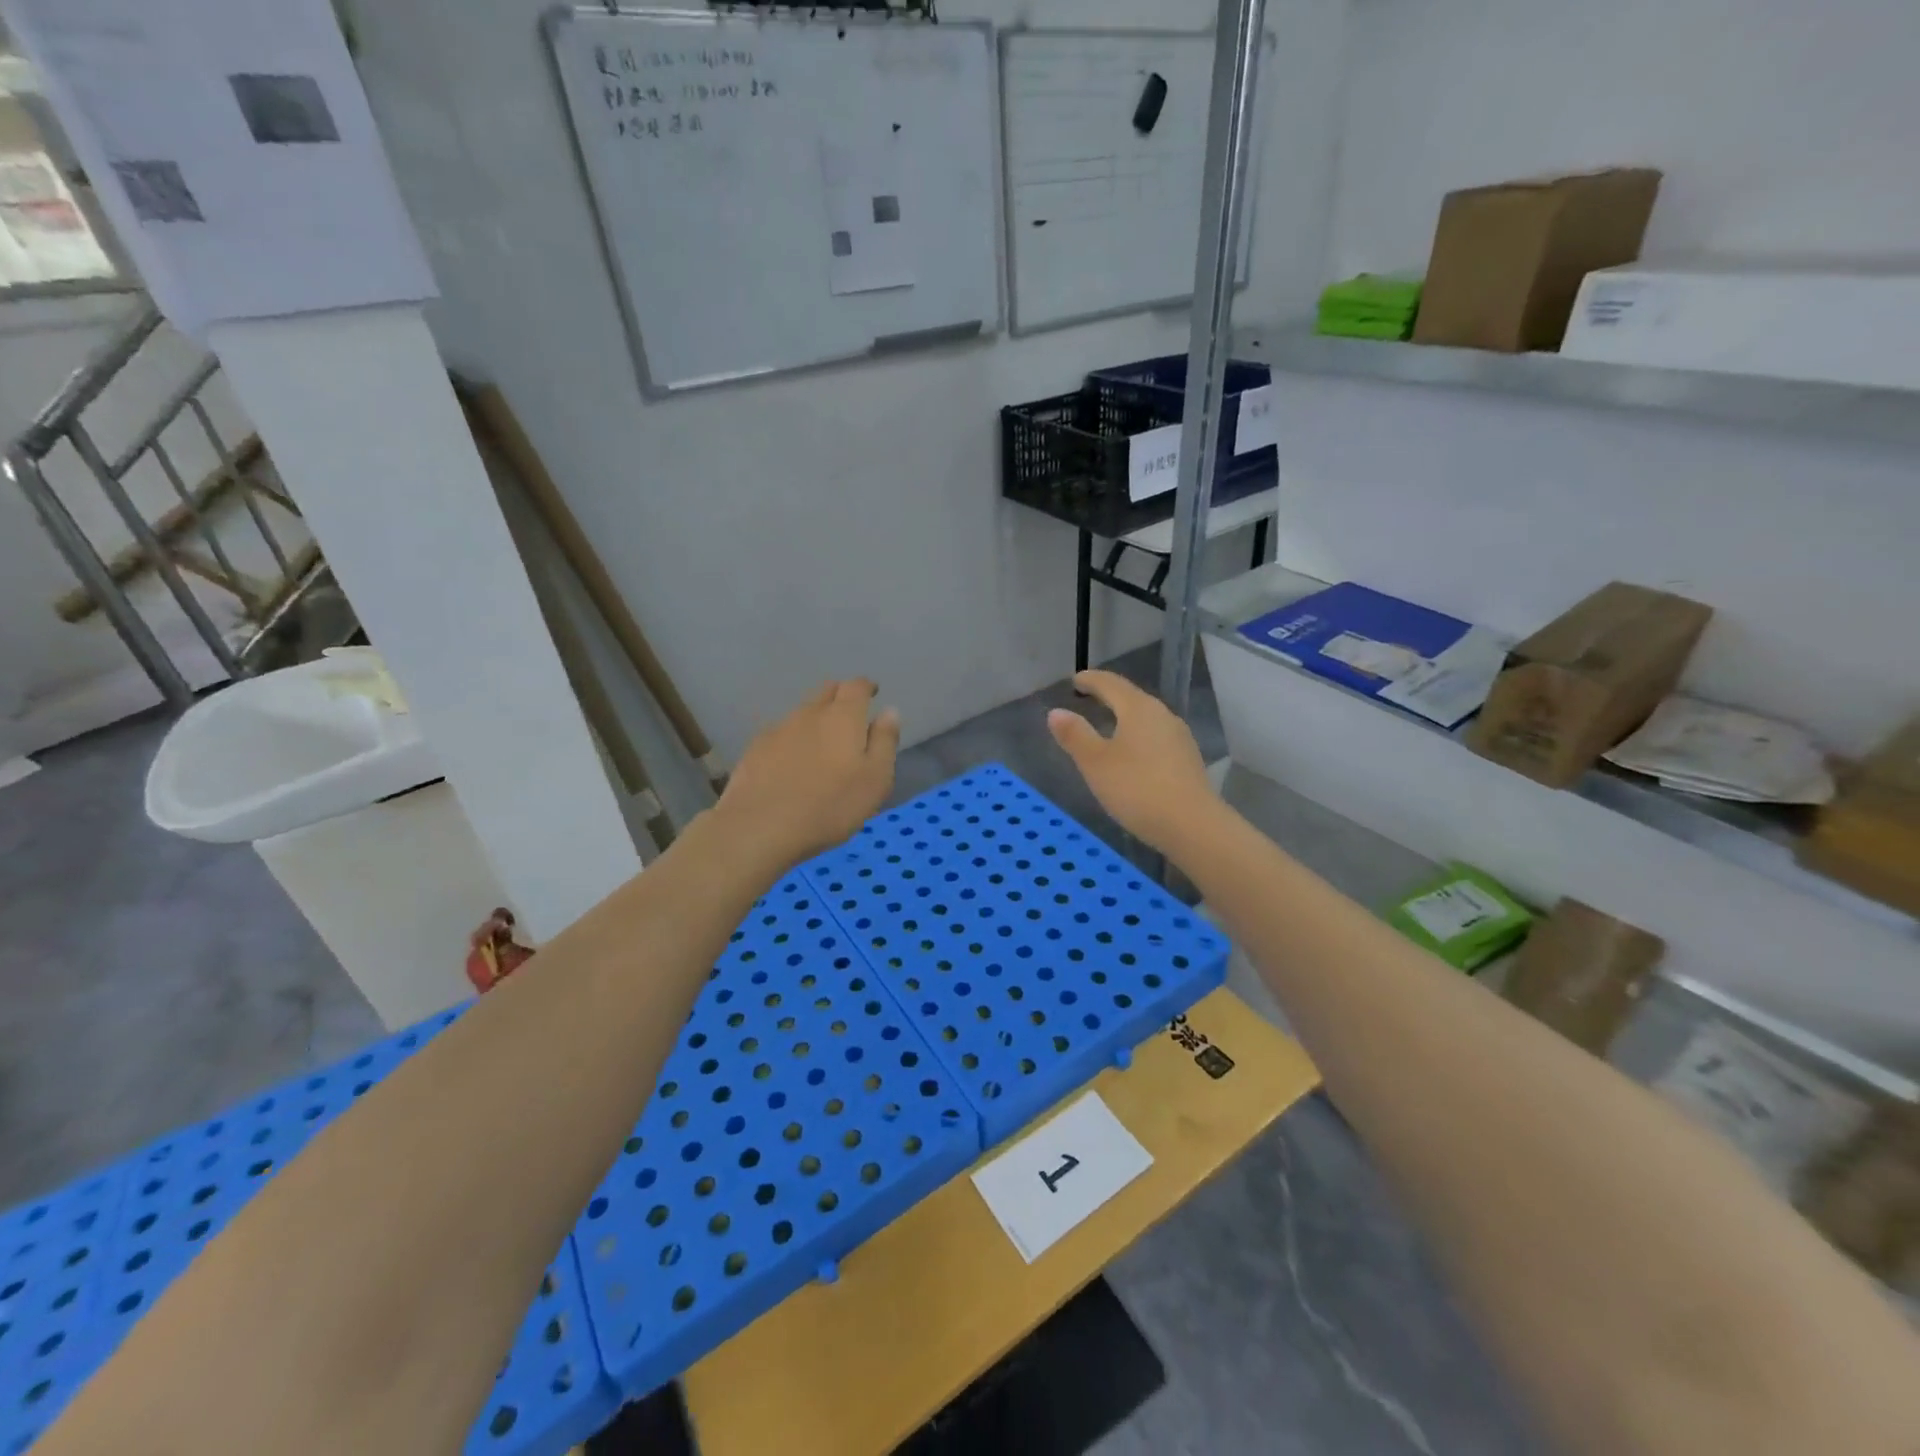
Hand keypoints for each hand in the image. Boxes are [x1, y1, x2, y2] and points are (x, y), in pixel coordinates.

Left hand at [715, 679, 899, 868]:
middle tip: (850, 715)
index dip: (866, 687)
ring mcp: (778, 730)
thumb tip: (889, 712)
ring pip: (802, 713)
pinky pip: (780, 734)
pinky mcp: (755, 749)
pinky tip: (791, 763)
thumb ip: (884, 742)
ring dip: (815, 719)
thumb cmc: (831, 806)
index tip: (872, 693)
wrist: (761, 827)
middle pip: (826, 691)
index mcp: (843, 717)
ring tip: (821, 744)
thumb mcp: (875, 779)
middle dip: (840, 696)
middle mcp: (809, 713)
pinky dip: (792, 740)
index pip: (856, 686)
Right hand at [1047, 670, 1216, 853]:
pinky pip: (1156, 737)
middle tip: (1089, 697)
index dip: (1091, 680)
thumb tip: (1056, 712)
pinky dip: (1138, 736)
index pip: (1111, 684)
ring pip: (1147, 718)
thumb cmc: (1137, 789)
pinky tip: (1132, 752)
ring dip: (1125, 716)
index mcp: (1138, 709)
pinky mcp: (1187, 760)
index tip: (1076, 680)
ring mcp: (1179, 737)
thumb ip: (1075, 735)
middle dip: (1109, 695)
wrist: (1192, 825)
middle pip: (1132, 698)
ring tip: (1108, 723)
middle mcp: (1163, 715)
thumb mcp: (1095, 763)